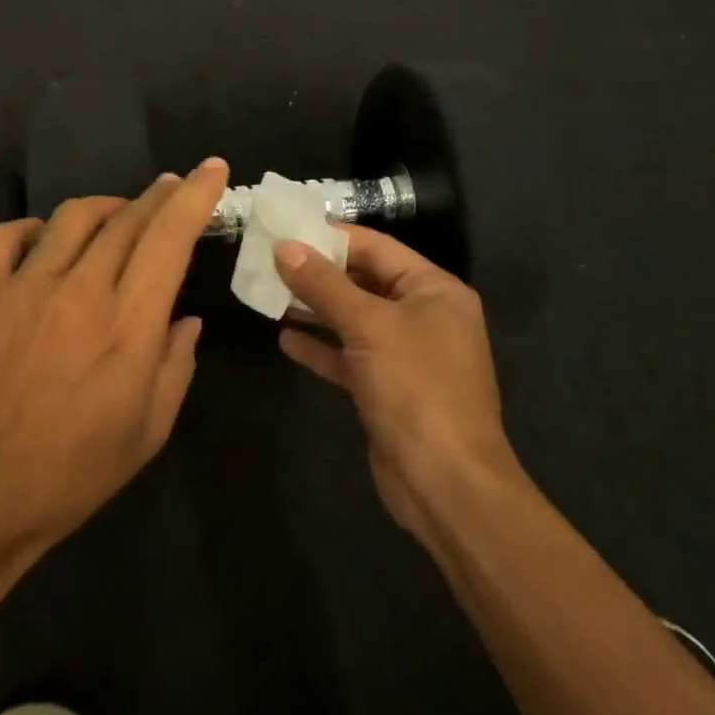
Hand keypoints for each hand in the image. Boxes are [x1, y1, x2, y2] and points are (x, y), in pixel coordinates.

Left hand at [0, 159, 230, 605]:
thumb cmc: (72, 473)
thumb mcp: (148, 432)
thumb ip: (175, 366)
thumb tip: (185, 319)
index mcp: (128, 325)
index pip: (169, 238)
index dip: (195, 196)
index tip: (213, 169)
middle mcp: (80, 291)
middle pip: (127, 218)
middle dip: (159, 195)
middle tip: (174, 187)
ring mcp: (25, 287)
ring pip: (73, 216)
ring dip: (107, 205)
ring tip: (121, 213)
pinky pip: (7, 235)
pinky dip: (34, 227)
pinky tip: (45, 239)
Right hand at [274, 228, 526, 545]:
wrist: (445, 484)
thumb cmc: (415, 388)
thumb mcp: (368, 326)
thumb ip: (324, 284)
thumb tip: (284, 247)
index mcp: (434, 290)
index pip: (376, 247)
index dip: (330, 237)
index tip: (285, 230)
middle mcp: (424, 316)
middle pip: (364, 281)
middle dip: (318, 273)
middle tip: (268, 261)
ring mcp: (407, 355)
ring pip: (353, 320)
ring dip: (314, 308)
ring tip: (269, 294)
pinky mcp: (388, 388)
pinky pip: (349, 357)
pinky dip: (321, 348)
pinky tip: (285, 339)